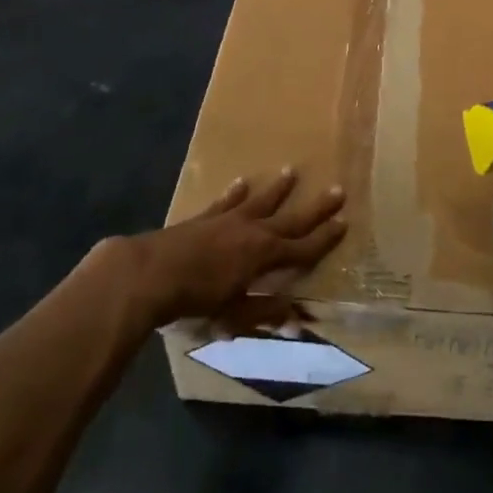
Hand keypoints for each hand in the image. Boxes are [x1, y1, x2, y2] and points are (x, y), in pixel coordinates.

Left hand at [120, 169, 345, 331]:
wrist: (147, 275)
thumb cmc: (194, 300)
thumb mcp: (234, 315)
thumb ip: (266, 314)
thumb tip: (300, 321)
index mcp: (265, 255)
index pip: (303, 248)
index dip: (325, 238)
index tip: (345, 223)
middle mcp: (252, 231)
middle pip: (291, 218)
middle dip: (315, 207)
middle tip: (338, 189)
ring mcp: (227, 221)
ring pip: (260, 201)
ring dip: (278, 189)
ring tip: (292, 171)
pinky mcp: (203, 219)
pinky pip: (226, 202)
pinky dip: (235, 193)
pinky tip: (241, 183)